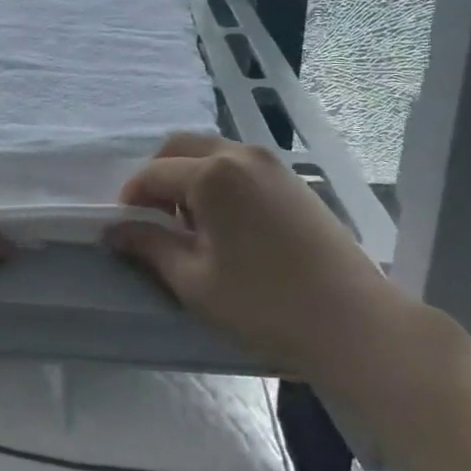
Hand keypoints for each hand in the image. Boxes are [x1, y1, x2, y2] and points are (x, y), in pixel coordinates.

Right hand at [106, 132, 393, 379]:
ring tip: (191, 227)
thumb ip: (149, 246)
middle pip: (180, 148)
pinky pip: (240, 165)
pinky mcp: (293, 180)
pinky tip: (227, 226)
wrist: (355, 322)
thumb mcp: (194, 280)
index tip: (124, 230)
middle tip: (154, 221)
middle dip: (158, 178)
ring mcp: (272, 164)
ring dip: (188, 177)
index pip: (153, 174)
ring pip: (211, 153)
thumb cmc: (265, 304)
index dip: (130, 199)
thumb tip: (115, 230)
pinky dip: (218, 181)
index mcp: (212, 174)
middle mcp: (241, 154)